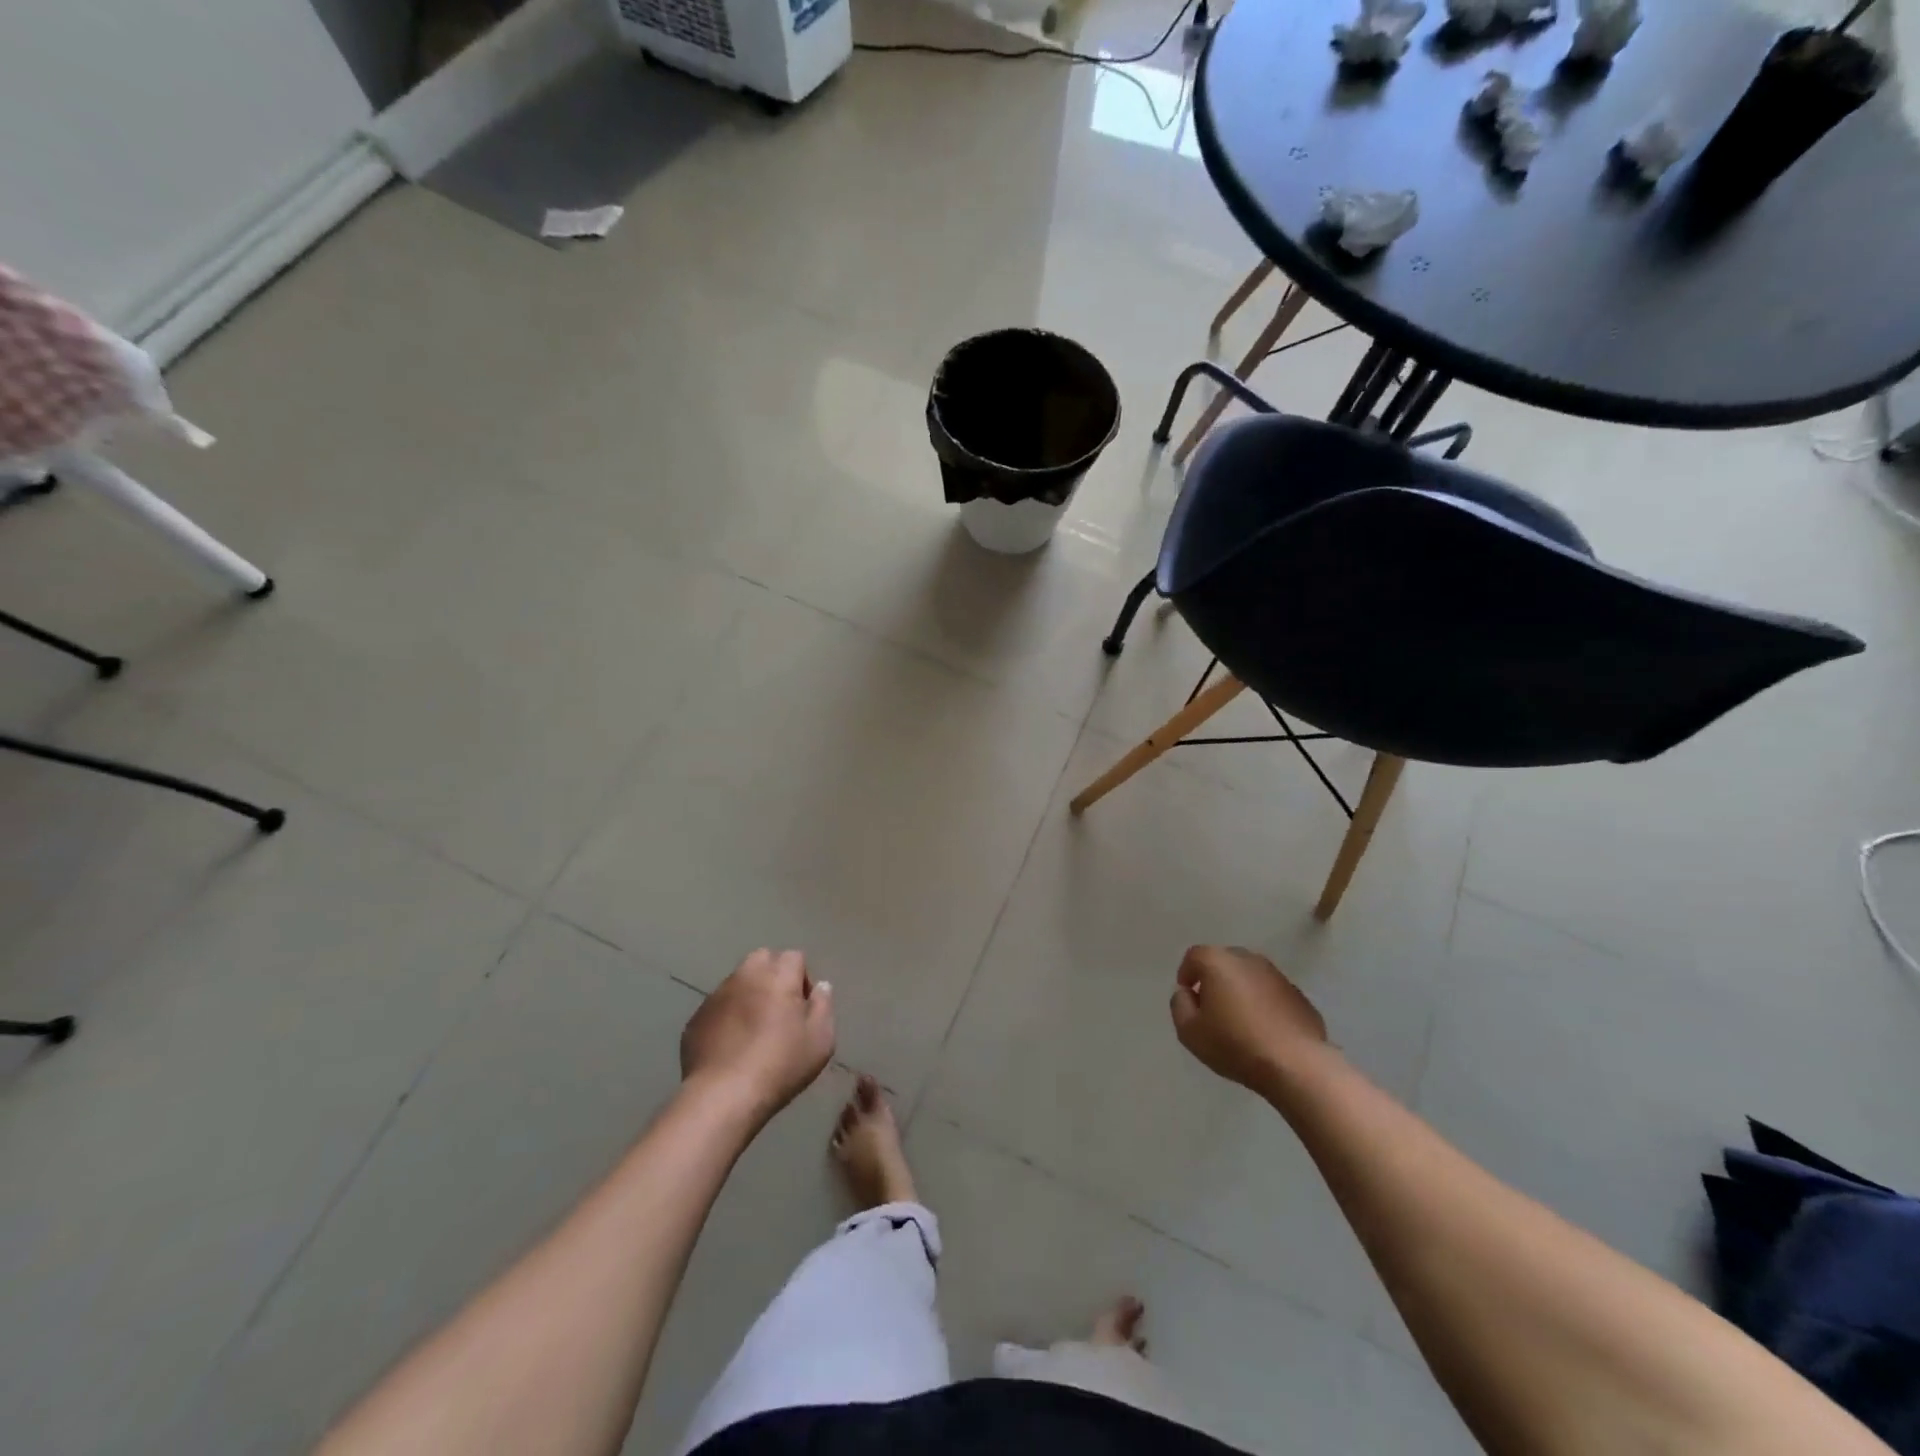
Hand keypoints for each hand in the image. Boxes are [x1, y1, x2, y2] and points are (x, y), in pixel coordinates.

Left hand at [681, 949, 834, 1120]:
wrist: (722, 1096)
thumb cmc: (780, 1065)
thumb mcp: (820, 1039)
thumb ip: (823, 1006)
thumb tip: (821, 987)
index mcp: (778, 975)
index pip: (794, 957)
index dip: (802, 978)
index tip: (803, 1008)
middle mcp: (745, 976)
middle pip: (762, 959)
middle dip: (773, 975)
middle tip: (779, 1010)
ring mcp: (716, 996)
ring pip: (737, 982)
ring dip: (748, 995)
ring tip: (753, 1030)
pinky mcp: (696, 1019)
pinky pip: (718, 1007)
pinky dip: (727, 1017)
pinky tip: (731, 1046)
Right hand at [1170, 945, 1328, 1091]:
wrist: (1295, 1064)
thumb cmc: (1234, 1044)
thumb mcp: (1189, 1031)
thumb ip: (1180, 1005)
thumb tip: (1186, 993)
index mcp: (1218, 962)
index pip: (1194, 956)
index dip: (1186, 974)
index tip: (1188, 998)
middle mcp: (1248, 959)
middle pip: (1223, 962)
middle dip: (1214, 980)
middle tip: (1212, 1009)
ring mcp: (1277, 976)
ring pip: (1250, 976)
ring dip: (1241, 991)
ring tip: (1240, 1021)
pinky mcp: (1299, 995)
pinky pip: (1272, 994)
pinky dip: (1264, 1004)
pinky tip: (1265, 1030)